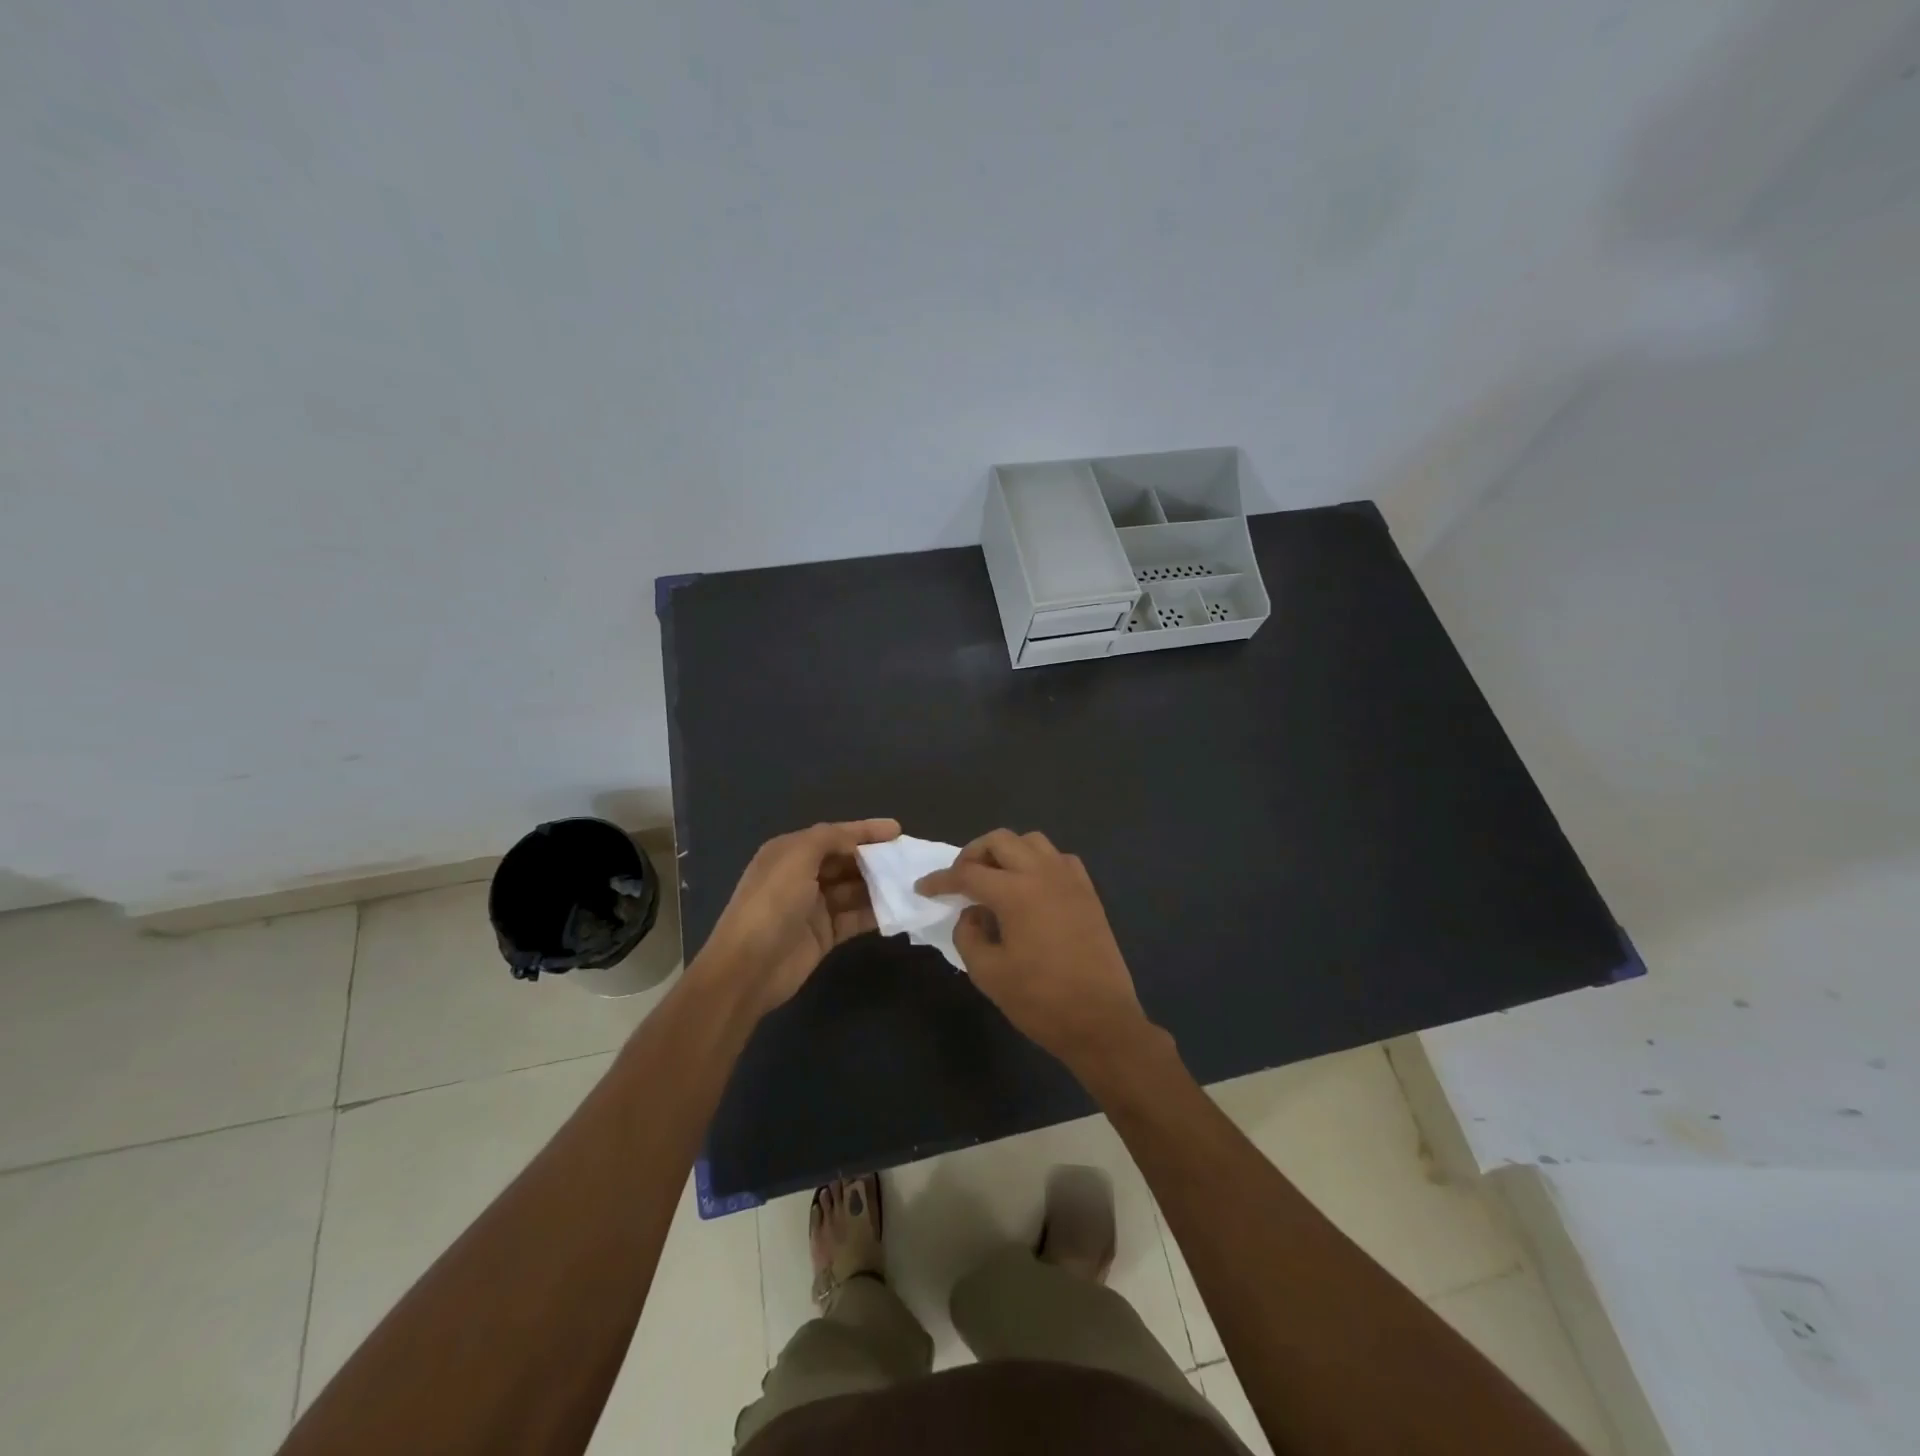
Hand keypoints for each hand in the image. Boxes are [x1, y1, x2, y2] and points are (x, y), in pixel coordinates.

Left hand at [696, 819, 900, 1016]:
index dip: (865, 830)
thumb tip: (857, 840)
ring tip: (911, 883)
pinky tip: (899, 909)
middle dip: (876, 858)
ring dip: (879, 885)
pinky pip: (855, 917)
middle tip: (909, 859)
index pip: (834, 835)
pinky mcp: (824, 934)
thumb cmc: (772, 903)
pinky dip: (876, 912)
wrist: (748, 967)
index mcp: (790, 852)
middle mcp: (802, 875)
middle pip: (846, 861)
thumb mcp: (797, 857)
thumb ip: (829, 839)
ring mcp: (814, 906)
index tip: (898, 830)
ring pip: (854, 889)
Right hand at [916, 829, 1157, 1073]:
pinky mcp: (1088, 892)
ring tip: (995, 879)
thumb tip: (971, 914)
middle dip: (973, 854)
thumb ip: (968, 935)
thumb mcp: (988, 973)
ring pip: (1032, 842)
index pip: (967, 874)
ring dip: (1007, 852)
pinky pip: (1059, 859)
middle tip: (960, 880)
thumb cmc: (1040, 1000)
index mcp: (1015, 891)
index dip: (940, 880)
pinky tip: (1031, 887)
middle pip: (1000, 841)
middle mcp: (1043, 873)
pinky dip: (1038, 863)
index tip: (923, 888)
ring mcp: (1070, 879)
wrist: (1100, 1020)